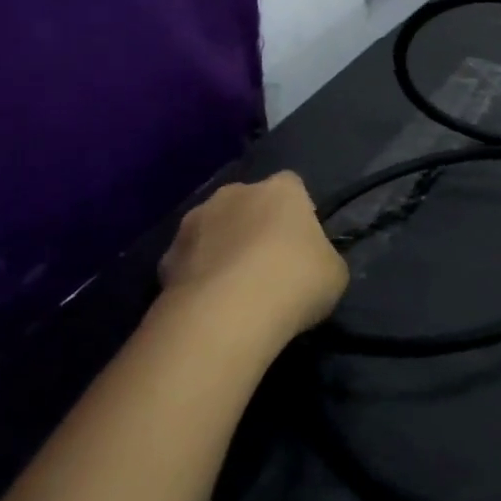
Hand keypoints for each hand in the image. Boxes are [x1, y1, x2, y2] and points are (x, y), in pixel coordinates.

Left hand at [158, 172, 348, 344]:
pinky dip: (197, 276)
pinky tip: (209, 305)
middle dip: (255, 226)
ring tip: (234, 289)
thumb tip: (311, 263)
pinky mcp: (166, 256)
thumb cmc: (295, 282)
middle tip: (268, 265)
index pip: (292, 186)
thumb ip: (322, 257)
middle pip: (248, 203)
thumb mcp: (334, 272)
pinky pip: (189, 261)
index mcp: (281, 190)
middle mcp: (235, 193)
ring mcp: (195, 221)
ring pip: (213, 228)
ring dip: (222, 247)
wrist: (227, 314)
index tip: (302, 243)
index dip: (298, 212)